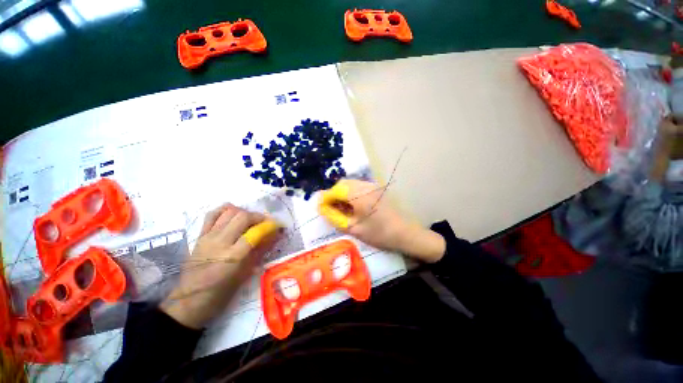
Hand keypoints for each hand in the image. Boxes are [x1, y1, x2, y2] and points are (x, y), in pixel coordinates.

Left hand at [160, 204, 279, 328]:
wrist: (189, 301)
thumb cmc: (221, 293)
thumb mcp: (245, 274)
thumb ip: (260, 252)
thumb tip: (275, 236)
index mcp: (233, 256)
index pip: (255, 232)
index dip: (270, 226)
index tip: (278, 226)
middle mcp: (220, 242)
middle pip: (242, 216)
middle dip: (258, 216)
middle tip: (265, 223)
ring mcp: (208, 237)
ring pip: (228, 212)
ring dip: (244, 212)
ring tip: (250, 220)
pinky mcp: (199, 236)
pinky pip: (212, 215)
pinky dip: (225, 210)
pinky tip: (233, 214)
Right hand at [319, 179, 445, 262]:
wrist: (404, 232)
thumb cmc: (378, 233)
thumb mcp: (353, 228)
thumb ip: (334, 217)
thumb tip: (321, 207)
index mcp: (358, 194)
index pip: (335, 190)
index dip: (325, 198)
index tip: (320, 208)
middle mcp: (364, 185)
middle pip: (342, 184)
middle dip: (333, 195)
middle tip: (331, 209)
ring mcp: (372, 185)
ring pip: (350, 184)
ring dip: (342, 193)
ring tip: (341, 208)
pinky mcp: (376, 188)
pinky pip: (358, 186)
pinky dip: (351, 193)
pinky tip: (353, 205)